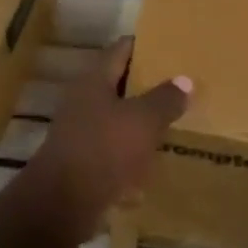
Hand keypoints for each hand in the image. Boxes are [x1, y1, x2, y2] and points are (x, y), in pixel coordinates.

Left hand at [24, 38, 189, 244]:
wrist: (63, 203)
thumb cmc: (104, 149)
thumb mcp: (143, 121)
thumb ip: (164, 99)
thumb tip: (184, 80)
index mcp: (94, 80)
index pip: (120, 49)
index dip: (144, 45)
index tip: (169, 46)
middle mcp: (82, 99)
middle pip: (117, 83)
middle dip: (145, 84)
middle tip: (178, 84)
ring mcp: (79, 130)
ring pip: (114, 116)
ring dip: (138, 118)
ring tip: (170, 120)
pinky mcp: (81, 160)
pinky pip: (111, 146)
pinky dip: (130, 148)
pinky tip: (152, 157)